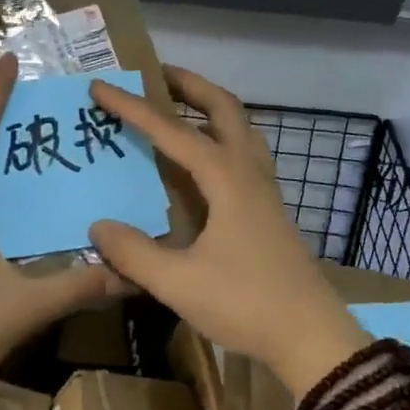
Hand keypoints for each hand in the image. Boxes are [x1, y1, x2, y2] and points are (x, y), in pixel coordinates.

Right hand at [87, 67, 366, 395]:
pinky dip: (220, 135)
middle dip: (189, 84)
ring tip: (178, 105)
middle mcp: (248, 171)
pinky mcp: (269, 207)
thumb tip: (98, 227)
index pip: (172, 130)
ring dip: (209, 106)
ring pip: (240, 126)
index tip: (101, 86)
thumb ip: (134, 253)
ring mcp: (264, 188)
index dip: (133, 107)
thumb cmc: (246, 304)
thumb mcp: (179, 283)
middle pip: (223, 107)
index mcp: (225, 178)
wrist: (312, 336)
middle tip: (154, 73)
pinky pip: (244, 151)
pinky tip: (203, 158)